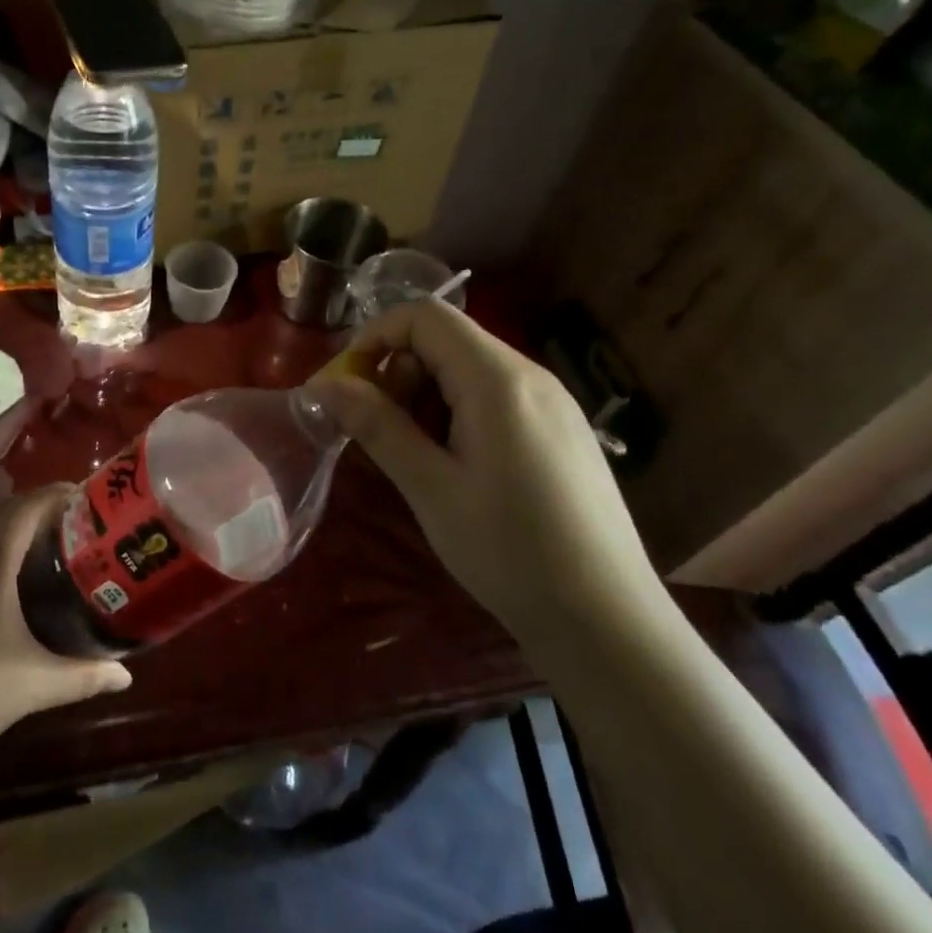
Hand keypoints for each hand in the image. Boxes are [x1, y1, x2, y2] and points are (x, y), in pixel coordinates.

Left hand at [0, 487, 130, 790]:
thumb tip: (127, 674)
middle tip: (79, 531)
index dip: (64, 494)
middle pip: (4, 510)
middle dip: (42, 510)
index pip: (31, 503)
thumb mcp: (30, 686)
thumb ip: (83, 676)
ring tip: (46, 556)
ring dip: (11, 531)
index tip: (95, 502)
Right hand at [307, 301, 655, 630]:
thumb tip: (324, 385)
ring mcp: (553, 402)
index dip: (374, 336)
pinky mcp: (562, 429)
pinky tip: (456, 465)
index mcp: (497, 380)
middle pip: (448, 338)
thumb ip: (377, 426)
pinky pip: (497, 395)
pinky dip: (458, 410)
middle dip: (398, 370)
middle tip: (376, 428)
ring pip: (471, 368)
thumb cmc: (509, 550)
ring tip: (414, 453)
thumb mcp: (430, 488)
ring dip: (426, 394)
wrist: (606, 616)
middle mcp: (531, 375)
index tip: (346, 384)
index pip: (424, 316)